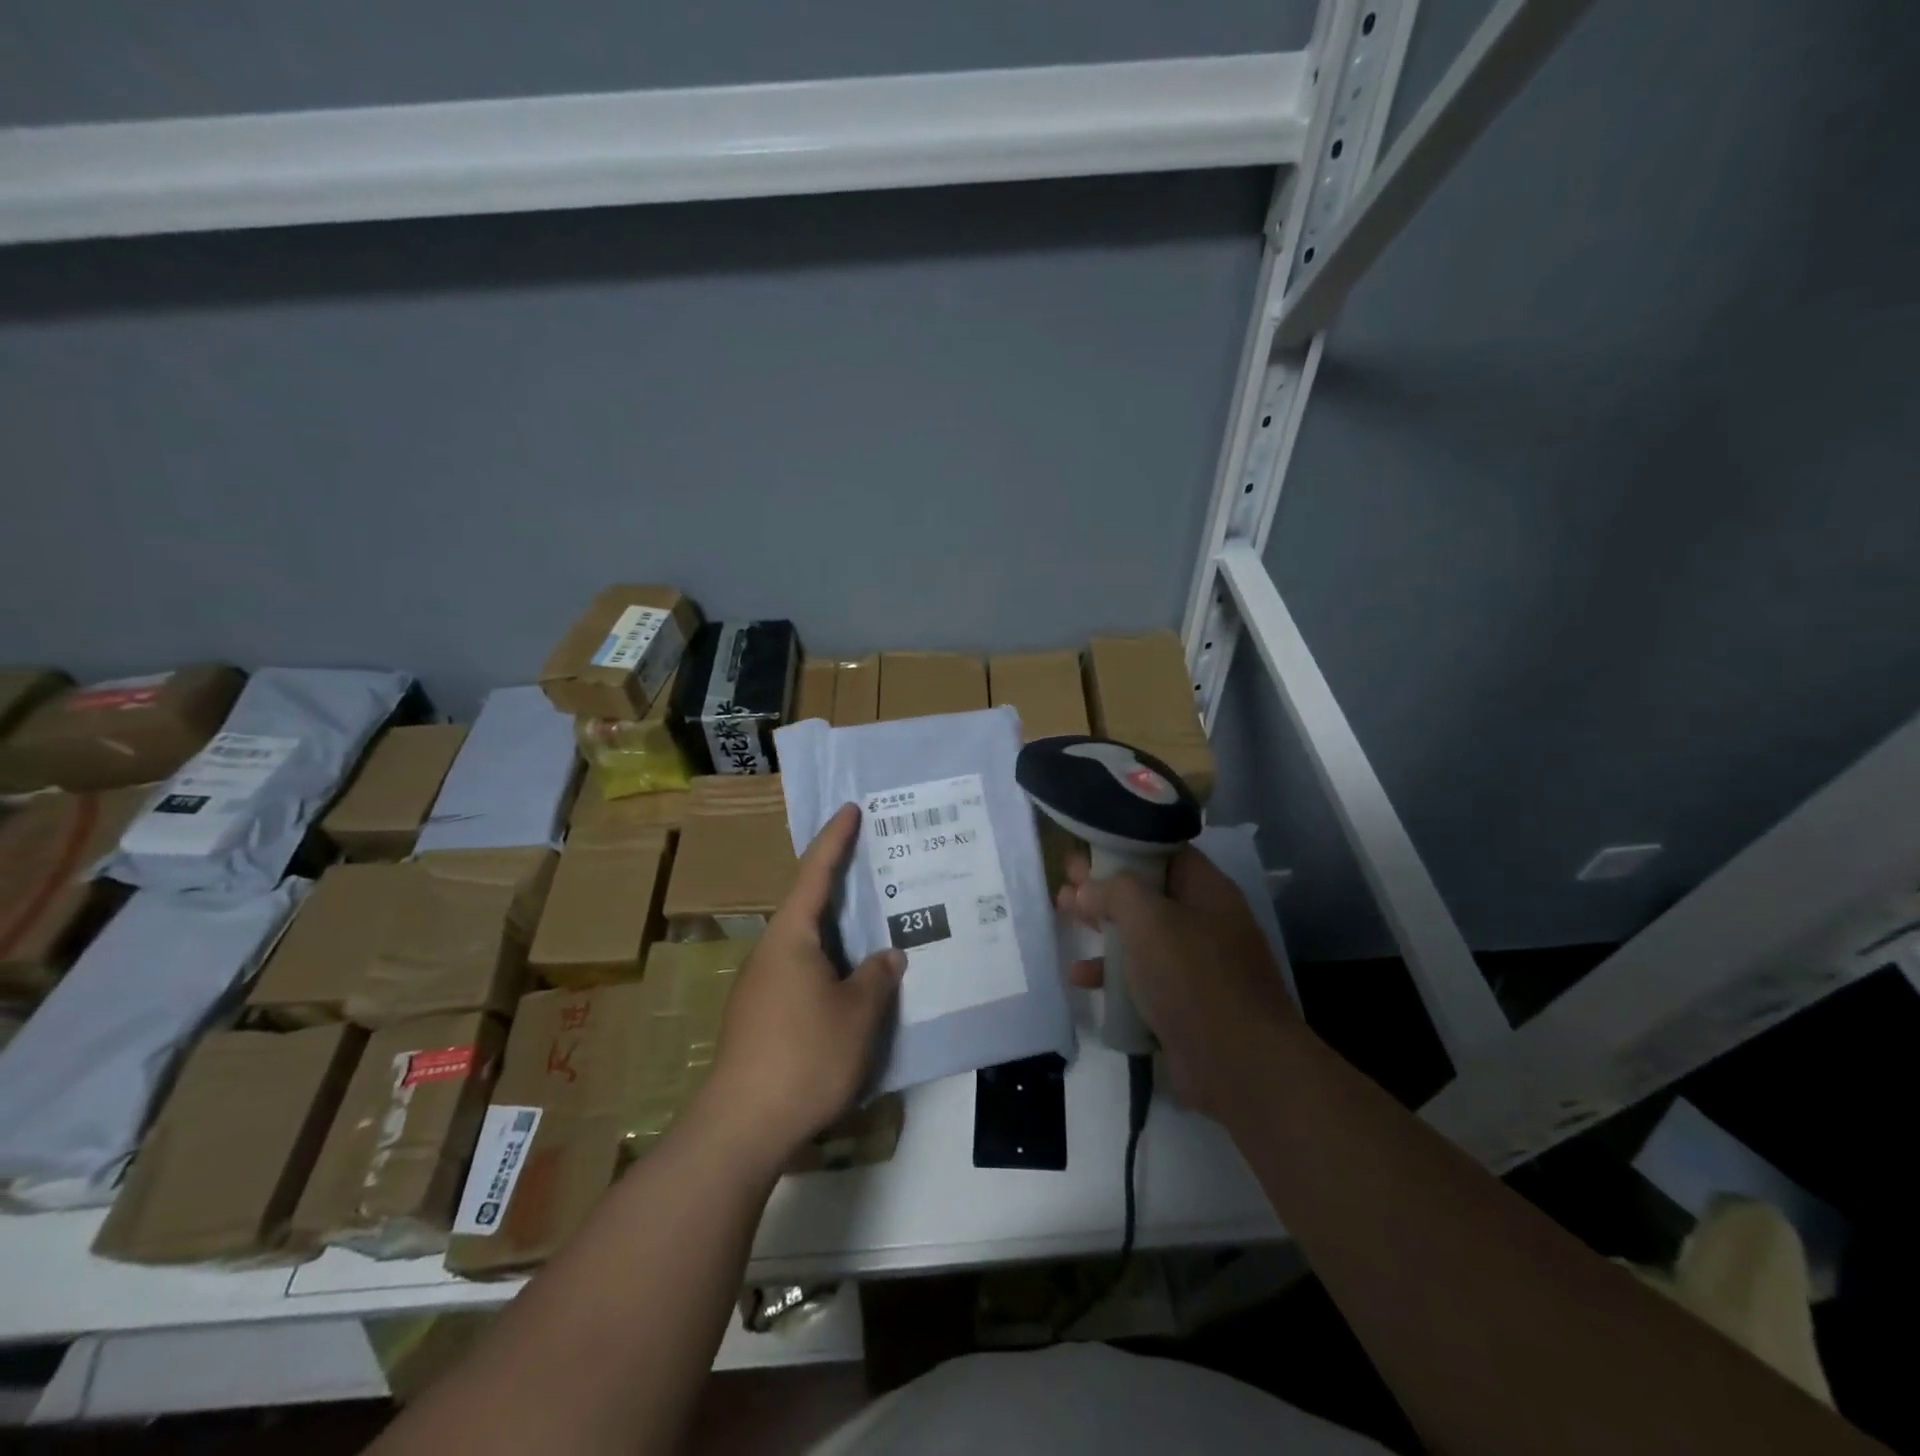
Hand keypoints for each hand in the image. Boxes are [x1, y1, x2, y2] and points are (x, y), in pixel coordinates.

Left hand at [699, 803, 903, 1171]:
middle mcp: (771, 952)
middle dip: (842, 887)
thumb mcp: (858, 1014)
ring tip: (875, 931)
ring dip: (839, 935)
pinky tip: (852, 987)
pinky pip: (802, 974)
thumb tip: (888, 956)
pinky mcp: (760, 1017)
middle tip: (877, 870)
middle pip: (809, 907)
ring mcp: (761, 986)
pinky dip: (829, 967)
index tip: (850, 808)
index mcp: (791, 937)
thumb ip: (878, 977)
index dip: (836, 839)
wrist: (742, 1126)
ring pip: (807, 946)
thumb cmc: (805, 1055)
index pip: (816, 873)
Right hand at [1058, 847, 1299, 1119]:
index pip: (1165, 851)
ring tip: (1062, 914)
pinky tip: (1080, 976)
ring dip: (1103, 925)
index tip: (1087, 848)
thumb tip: (1087, 889)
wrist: (1239, 1066)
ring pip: (1141, 934)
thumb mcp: (1149, 920)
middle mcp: (1205, 922)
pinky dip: (1112, 973)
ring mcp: (1197, 965)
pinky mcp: (1184, 1002)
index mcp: (1207, 891)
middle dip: (1105, 886)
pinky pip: (1142, 976)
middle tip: (1065, 880)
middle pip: (1148, 892)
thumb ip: (1114, 892)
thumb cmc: (1193, 977)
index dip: (1125, 845)